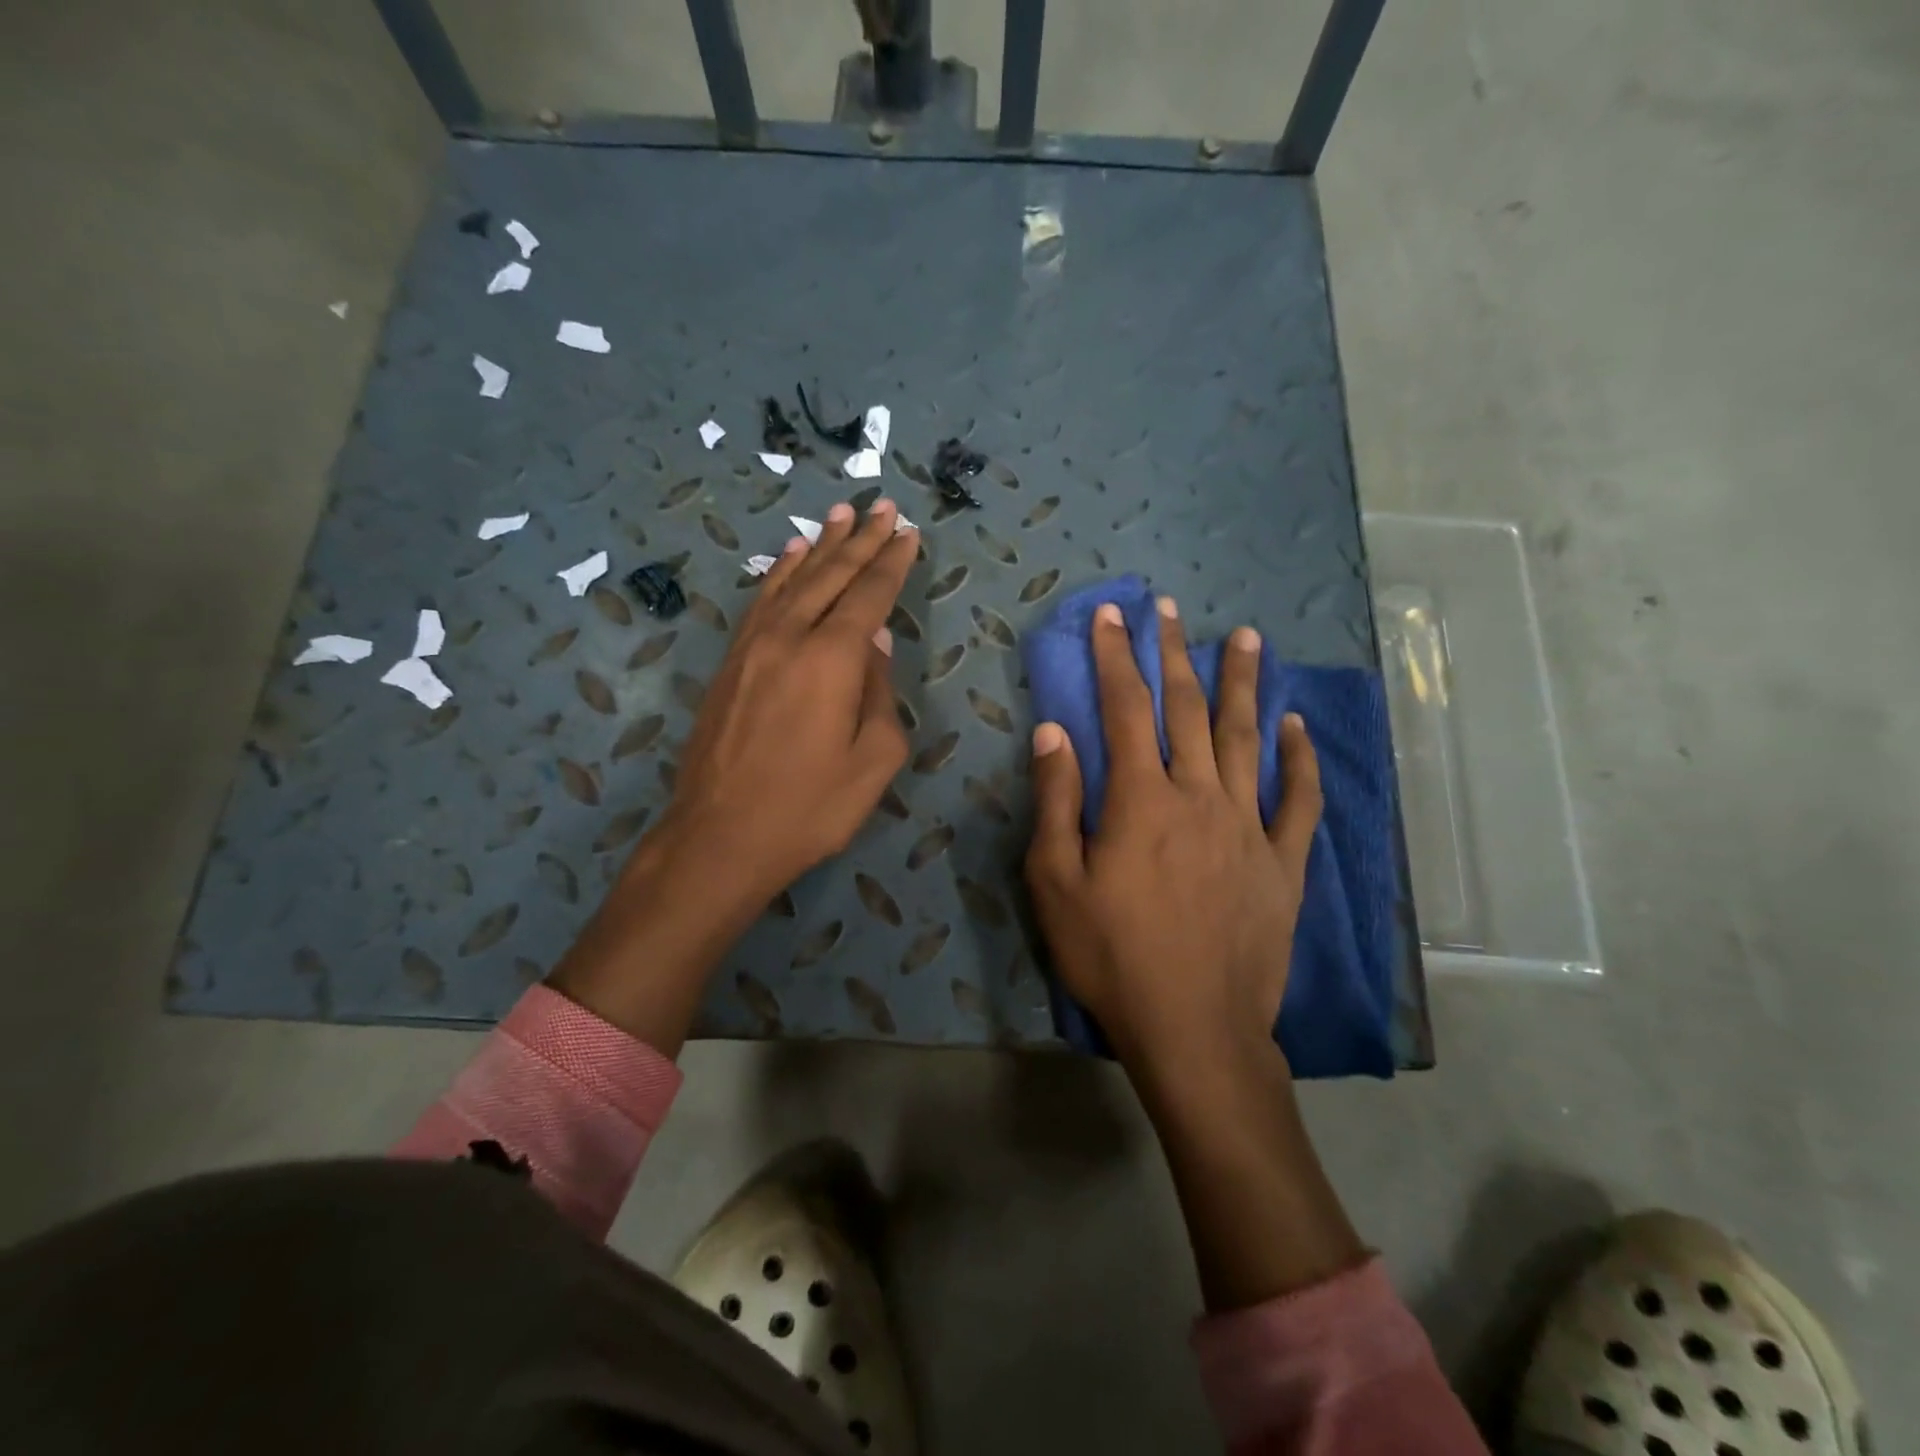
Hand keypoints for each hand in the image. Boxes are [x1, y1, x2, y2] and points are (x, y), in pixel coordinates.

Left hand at [549, 499, 917, 1052]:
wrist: (720, 836)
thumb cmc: (810, 807)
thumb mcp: (873, 761)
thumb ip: (881, 695)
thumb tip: (877, 645)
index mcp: (833, 659)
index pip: (870, 595)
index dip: (892, 562)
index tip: (908, 532)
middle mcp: (790, 637)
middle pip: (832, 576)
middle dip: (862, 540)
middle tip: (883, 507)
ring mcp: (753, 647)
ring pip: (793, 580)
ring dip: (820, 547)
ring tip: (841, 516)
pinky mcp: (731, 663)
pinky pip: (761, 602)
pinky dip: (780, 574)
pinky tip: (790, 559)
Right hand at [1024, 595, 1321, 1078]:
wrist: (1194, 1029)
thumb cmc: (1112, 956)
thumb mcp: (1055, 883)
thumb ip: (1056, 801)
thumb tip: (1053, 731)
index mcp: (1140, 799)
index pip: (1124, 709)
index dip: (1115, 657)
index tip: (1111, 615)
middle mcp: (1199, 796)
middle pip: (1187, 709)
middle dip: (1174, 654)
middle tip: (1169, 608)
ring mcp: (1248, 826)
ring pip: (1247, 738)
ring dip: (1244, 684)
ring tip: (1248, 637)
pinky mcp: (1282, 862)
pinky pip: (1299, 799)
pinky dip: (1300, 758)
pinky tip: (1297, 726)